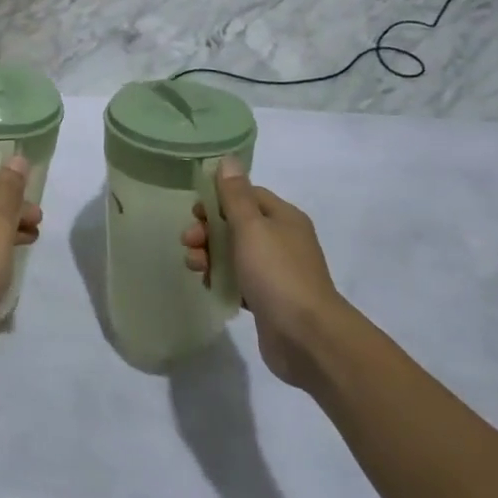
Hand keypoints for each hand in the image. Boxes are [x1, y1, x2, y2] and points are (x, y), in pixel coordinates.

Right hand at [183, 159, 342, 385]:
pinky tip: (209, 286)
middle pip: (237, 225)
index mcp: (283, 218)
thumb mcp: (251, 228)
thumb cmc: (277, 273)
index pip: (247, 195)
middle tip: (189, 242)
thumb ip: (235, 195)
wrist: (307, 338)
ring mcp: (277, 272)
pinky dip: (222, 280)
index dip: (219, 199)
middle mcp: (283, 240)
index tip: (195, 212)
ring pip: (235, 254)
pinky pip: (239, 281)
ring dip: (211, 255)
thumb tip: (228, 159)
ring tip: (196, 269)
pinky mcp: (269, 300)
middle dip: (209, 230)